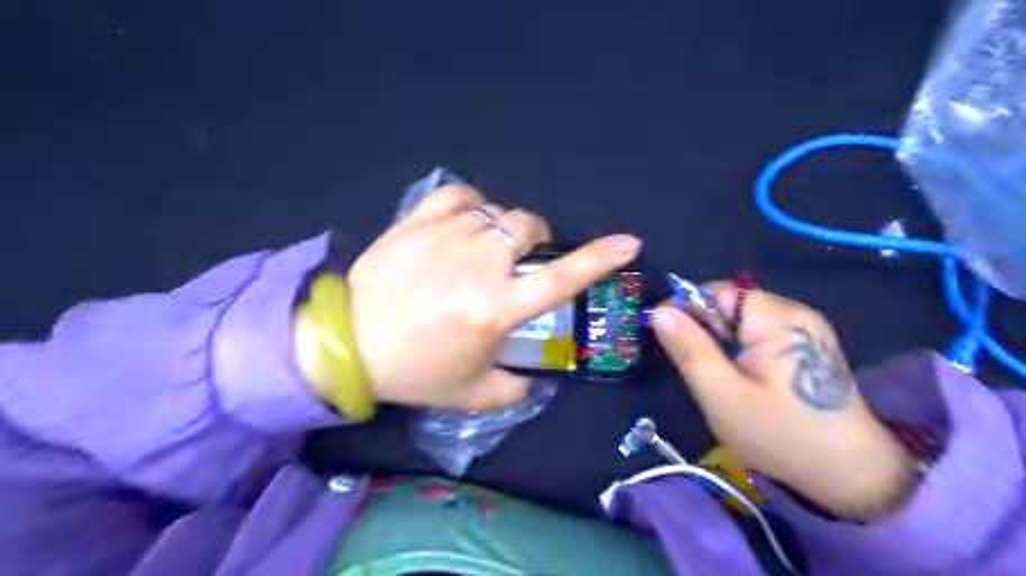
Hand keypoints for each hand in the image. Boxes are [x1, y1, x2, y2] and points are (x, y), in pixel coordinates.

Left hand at [343, 185, 638, 408]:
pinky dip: (472, 204)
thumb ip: (515, 388)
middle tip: (520, 261)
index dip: (600, 259)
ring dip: (504, 230)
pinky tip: (466, 221)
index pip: (561, 280)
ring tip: (486, 250)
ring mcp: (446, 236)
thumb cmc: (413, 371)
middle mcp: (478, 265)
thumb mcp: (471, 393)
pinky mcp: (417, 221)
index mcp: (495, 308)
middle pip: (529, 227)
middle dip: (537, 240)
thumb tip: (536, 376)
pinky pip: (459, 195)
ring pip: (497, 213)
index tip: (629, 243)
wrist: (346, 343)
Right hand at [649, 286, 912, 519]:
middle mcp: (795, 312)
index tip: (665, 337)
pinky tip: (743, 378)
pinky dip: (740, 348)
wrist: (851, 475)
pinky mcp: (807, 344)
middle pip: (731, 304)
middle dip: (705, 329)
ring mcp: (805, 328)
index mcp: (777, 319)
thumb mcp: (722, 396)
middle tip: (696, 367)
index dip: (686, 309)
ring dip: (721, 340)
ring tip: (719, 376)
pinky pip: (759, 332)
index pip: (718, 292)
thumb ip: (689, 350)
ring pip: (742, 319)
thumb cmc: (779, 435)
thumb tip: (660, 312)